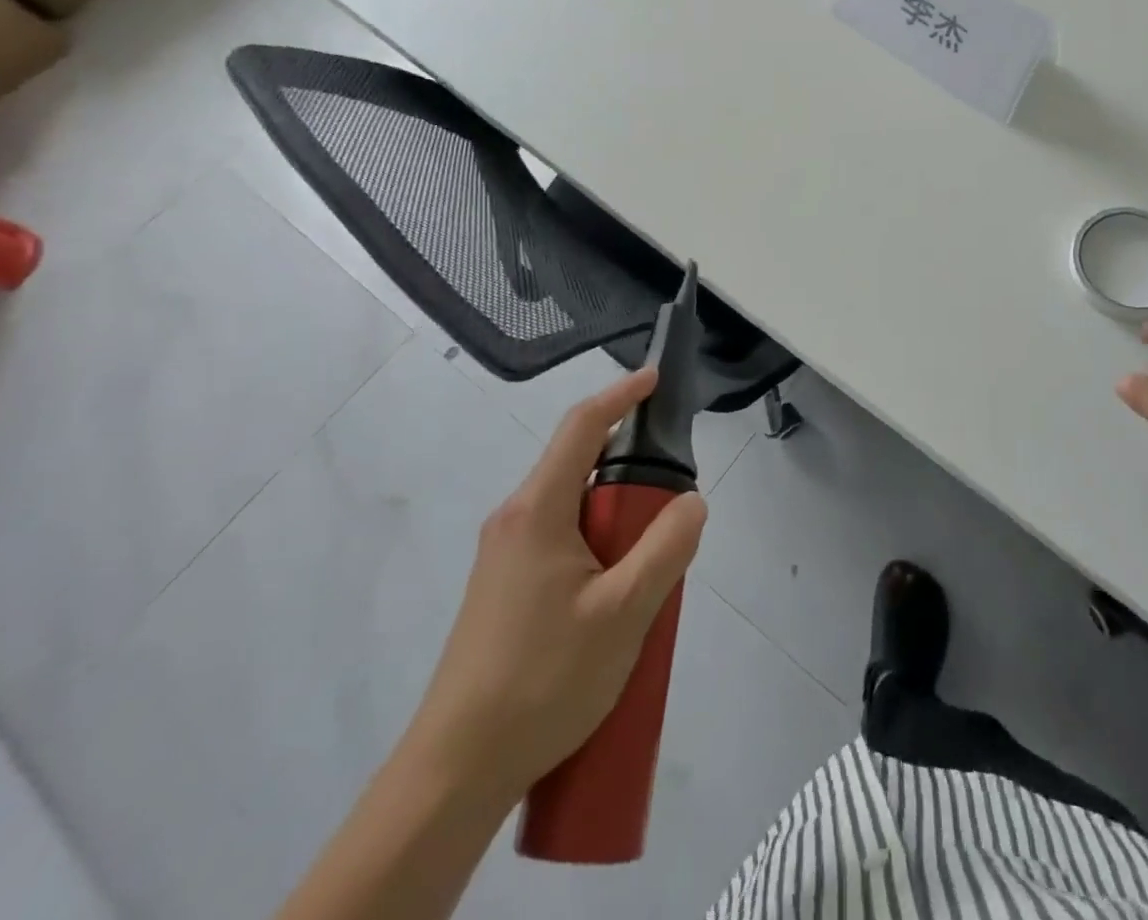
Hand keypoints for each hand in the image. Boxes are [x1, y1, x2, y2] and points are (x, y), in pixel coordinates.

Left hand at [402, 367, 706, 807]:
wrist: (457, 770)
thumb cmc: (543, 679)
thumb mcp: (624, 613)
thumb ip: (666, 548)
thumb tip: (691, 501)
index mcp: (538, 509)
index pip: (582, 426)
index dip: (621, 395)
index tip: (655, 378)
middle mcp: (515, 519)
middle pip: (580, 468)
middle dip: (631, 479)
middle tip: (669, 518)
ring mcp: (504, 555)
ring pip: (573, 511)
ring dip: (616, 523)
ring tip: (646, 575)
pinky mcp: (504, 589)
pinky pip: (561, 543)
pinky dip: (597, 549)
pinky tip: (614, 604)